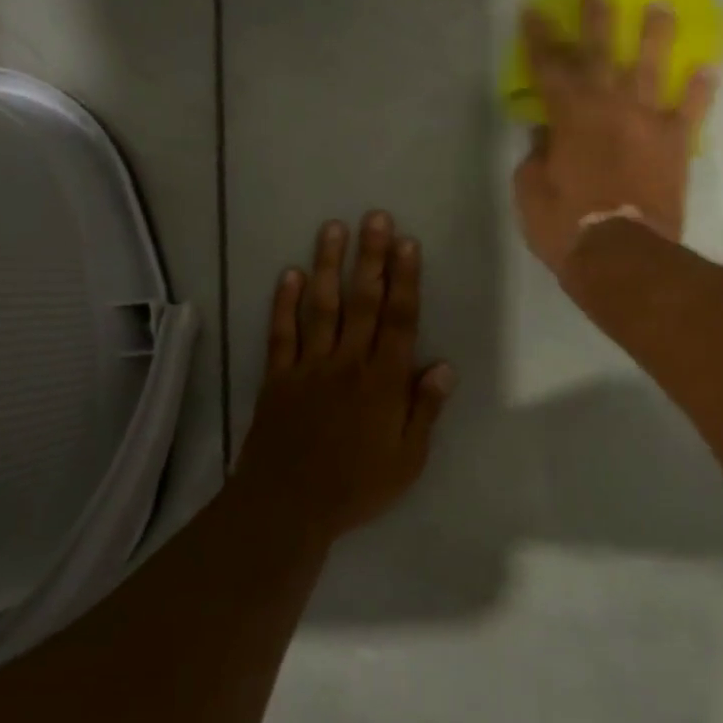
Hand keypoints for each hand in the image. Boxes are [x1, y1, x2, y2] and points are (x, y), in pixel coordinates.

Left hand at [232, 213, 454, 539]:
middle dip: (371, 258)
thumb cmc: (356, 486)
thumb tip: (445, 365)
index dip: (406, 279)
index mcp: (384, 382)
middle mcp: (348, 363)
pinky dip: (284, 303)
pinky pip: (281, 333)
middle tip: (375, 217)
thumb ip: (425, 410)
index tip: (408, 243)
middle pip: (363, 302)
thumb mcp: (408, 459)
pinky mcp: (278, 377)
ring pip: (321, 307)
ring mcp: (309, 367)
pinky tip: (289, 274)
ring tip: (333, 228)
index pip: (400, 320)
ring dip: (328, 266)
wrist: (288, 505)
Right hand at [511, 0, 717, 277]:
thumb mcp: (530, 191)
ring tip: (660, 8)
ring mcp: (646, 122)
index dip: (539, 38)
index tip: (534, 9)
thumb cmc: (565, 224)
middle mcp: (609, 107)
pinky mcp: (675, 145)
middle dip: (596, 19)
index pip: (549, 67)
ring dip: (655, 37)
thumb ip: (536, 156)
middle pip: (601, 53)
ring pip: (651, 69)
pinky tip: (707, 69)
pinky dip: (698, 91)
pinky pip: (689, 112)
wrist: (620, 254)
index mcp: (569, 116)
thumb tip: (544, 133)